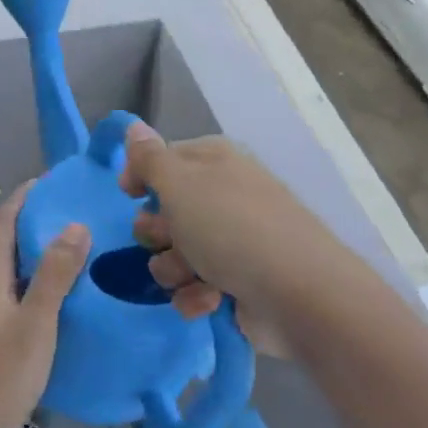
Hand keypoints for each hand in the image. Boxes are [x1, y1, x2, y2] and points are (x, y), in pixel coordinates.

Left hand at [0, 185, 89, 427]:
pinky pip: (5, 294)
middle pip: (5, 242)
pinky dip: (29, 284)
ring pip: (6, 271)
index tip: (56, 181)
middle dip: (36, 225)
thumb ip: (54, 275)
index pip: (5, 220)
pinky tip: (53, 301)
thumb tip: (75, 224)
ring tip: (74, 254)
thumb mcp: (35, 325)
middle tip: (79, 217)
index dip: (27, 196)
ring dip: (34, 257)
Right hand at [120, 123, 337, 338]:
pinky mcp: (236, 284)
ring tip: (193, 275)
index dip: (141, 176)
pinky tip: (211, 300)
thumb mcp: (180, 184)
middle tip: (166, 237)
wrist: (298, 294)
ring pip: (174, 254)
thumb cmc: (231, 228)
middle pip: (165, 211)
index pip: (163, 159)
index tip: (129, 194)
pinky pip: (194, 288)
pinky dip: (197, 295)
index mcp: (213, 163)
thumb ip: (150, 158)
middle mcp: (223, 197)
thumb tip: (133, 127)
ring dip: (174, 269)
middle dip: (157, 231)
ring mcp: (232, 243)